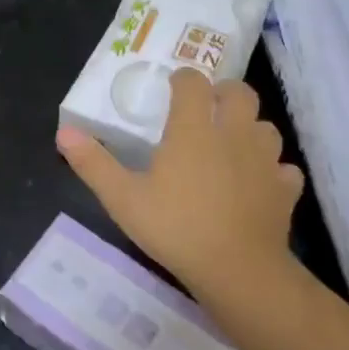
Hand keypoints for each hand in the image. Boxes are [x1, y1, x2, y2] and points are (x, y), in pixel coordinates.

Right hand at [57, 69, 303, 301]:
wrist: (237, 269)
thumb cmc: (175, 228)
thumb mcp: (123, 199)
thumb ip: (94, 164)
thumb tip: (64, 132)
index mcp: (193, 129)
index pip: (193, 83)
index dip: (183, 80)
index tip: (173, 88)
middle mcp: (233, 133)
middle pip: (240, 93)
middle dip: (224, 93)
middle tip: (207, 109)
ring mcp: (265, 160)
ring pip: (265, 128)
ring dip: (250, 128)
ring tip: (232, 145)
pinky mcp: (285, 188)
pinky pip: (283, 168)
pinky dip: (272, 170)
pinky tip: (258, 183)